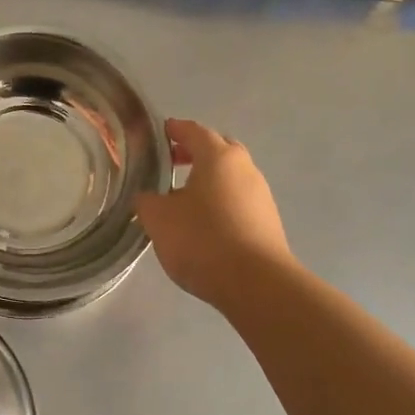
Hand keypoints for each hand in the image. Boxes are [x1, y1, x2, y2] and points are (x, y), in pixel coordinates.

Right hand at [135, 117, 290, 308]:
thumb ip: (146, 201)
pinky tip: (204, 223)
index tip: (159, 132)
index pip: (193, 131)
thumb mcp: (159, 219)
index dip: (174, 130)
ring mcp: (261, 195)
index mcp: (218, 156)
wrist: (256, 284)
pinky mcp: (268, 221)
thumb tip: (147, 197)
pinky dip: (220, 202)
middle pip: (218, 149)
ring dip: (208, 179)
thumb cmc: (203, 239)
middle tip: (171, 163)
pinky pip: (239, 200)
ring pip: (230, 176)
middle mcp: (244, 168)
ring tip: (183, 198)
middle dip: (195, 152)